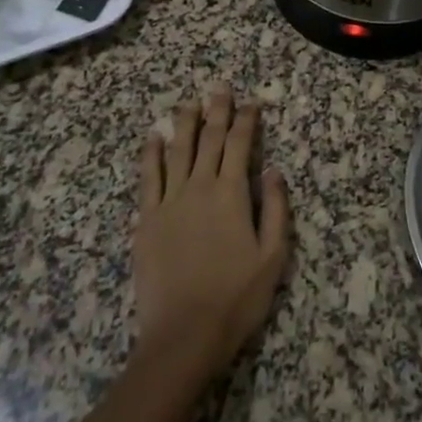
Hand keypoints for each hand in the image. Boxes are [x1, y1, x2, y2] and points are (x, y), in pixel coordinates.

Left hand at [132, 86, 290, 382]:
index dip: (247, 120)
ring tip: (189, 102)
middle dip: (216, 111)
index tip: (252, 102)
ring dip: (184, 123)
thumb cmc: (236, 298)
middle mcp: (199, 187)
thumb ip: (275, 208)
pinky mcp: (146, 220)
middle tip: (219, 87)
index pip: (240, 144)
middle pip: (209, 139)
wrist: (183, 335)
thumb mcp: (272, 257)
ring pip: (177, 151)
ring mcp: (169, 201)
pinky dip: (151, 154)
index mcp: (231, 194)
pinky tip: (153, 138)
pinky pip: (148, 178)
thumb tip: (273, 170)